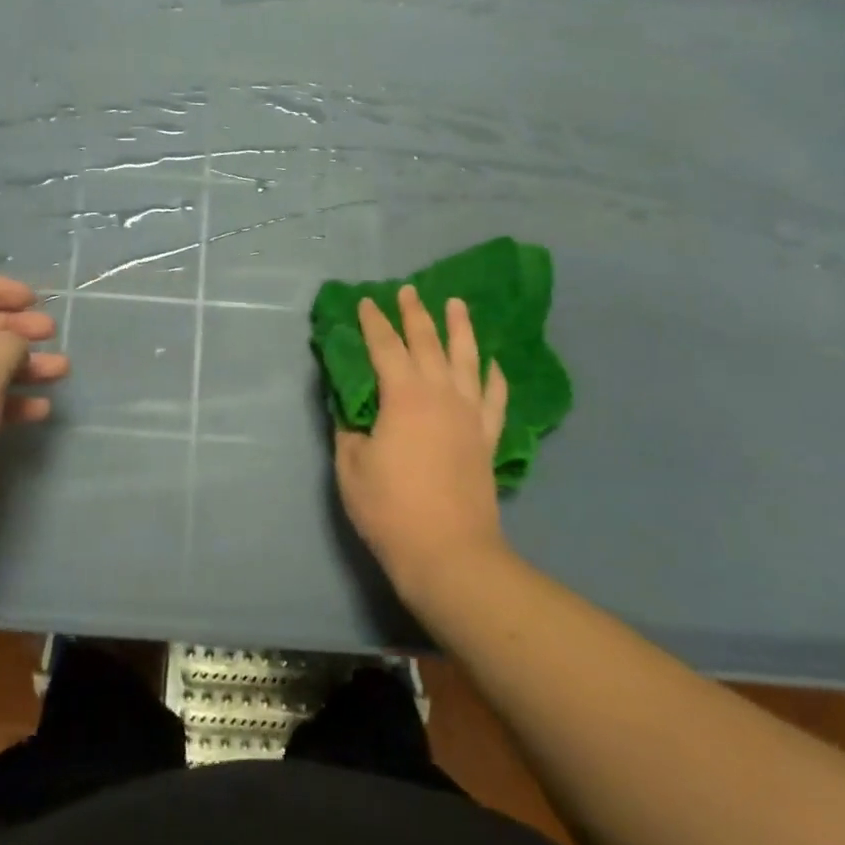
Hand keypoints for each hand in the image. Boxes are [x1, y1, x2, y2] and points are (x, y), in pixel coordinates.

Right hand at [334, 284, 514, 601]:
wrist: (449, 554)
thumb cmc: (391, 509)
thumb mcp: (351, 467)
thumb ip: (350, 431)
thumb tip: (353, 411)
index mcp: (403, 397)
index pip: (384, 347)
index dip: (373, 323)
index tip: (365, 302)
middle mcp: (440, 395)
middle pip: (427, 343)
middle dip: (415, 314)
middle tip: (408, 291)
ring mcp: (469, 415)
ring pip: (467, 359)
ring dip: (460, 329)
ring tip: (456, 304)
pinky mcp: (486, 438)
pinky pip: (494, 397)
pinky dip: (494, 376)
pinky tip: (492, 363)